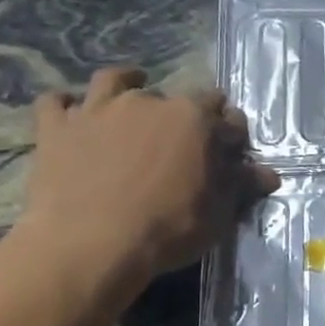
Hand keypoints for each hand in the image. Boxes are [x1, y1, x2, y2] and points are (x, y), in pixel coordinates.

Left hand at [17, 67, 279, 287]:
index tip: (232, 148)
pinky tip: (72, 114)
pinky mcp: (55, 127)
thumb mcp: (218, 214)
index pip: (222, 112)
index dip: (229, 129)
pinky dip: (66, 105)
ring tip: (130, 94)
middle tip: (183, 138)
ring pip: (112, 81)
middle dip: (182, 112)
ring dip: (125, 84)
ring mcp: (96, 110)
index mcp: (193, 119)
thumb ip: (241, 187)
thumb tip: (269, 174)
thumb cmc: (167, 229)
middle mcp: (146, 102)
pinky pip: (56, 102)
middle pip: (172, 95)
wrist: (89, 244)